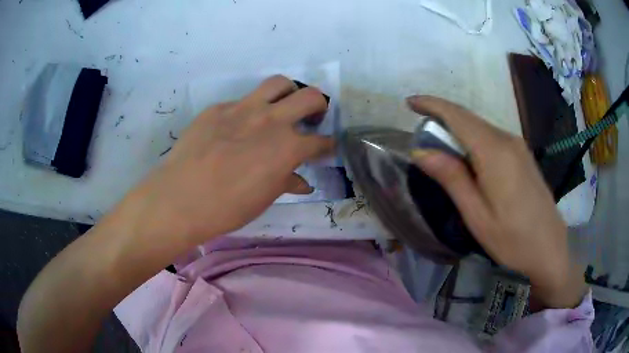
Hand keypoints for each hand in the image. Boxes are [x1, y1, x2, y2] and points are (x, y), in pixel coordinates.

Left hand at [126, 75, 332, 242]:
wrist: (181, 197)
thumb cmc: (227, 207)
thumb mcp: (263, 198)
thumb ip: (286, 182)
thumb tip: (302, 182)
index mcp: (288, 147)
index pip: (320, 141)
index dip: (328, 145)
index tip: (327, 147)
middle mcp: (271, 120)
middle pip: (310, 97)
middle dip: (319, 106)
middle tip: (312, 117)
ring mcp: (243, 109)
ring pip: (278, 83)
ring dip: (288, 92)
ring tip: (281, 107)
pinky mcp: (219, 108)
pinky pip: (241, 101)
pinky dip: (248, 111)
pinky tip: (237, 128)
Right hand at [407, 95, 585, 308]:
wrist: (550, 248)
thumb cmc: (512, 239)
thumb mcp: (477, 216)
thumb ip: (452, 179)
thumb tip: (421, 152)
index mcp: (495, 153)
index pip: (458, 116)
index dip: (432, 104)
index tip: (410, 102)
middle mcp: (508, 140)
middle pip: (469, 118)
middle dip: (442, 116)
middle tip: (420, 128)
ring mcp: (518, 146)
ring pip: (481, 127)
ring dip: (458, 129)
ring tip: (440, 144)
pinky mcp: (523, 155)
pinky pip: (492, 137)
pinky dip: (473, 138)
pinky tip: (468, 156)